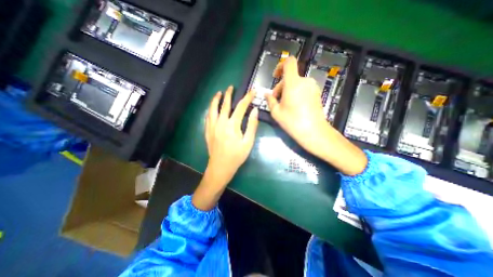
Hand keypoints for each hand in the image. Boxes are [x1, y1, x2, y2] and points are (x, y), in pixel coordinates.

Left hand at [191, 86, 258, 210]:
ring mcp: (212, 126)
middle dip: (229, 95)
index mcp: (232, 125)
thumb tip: (255, 111)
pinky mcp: (207, 131)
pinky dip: (210, 109)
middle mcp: (221, 122)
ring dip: (216, 99)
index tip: (252, 91)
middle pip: (224, 105)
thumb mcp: (248, 142)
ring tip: (219, 93)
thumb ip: (252, 125)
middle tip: (231, 87)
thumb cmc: (236, 156)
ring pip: (213, 109)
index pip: (241, 107)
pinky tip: (212, 108)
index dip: (247, 98)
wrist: (220, 167)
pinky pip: (208, 116)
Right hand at [266, 57, 365, 176]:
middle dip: (281, 87)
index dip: (280, 66)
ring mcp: (313, 87)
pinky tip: (294, 107)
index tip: (275, 76)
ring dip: (288, 91)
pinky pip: (303, 89)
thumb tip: (266, 94)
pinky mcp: (317, 94)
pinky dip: (296, 94)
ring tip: (285, 106)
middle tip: (276, 101)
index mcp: (293, 83)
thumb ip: (270, 100)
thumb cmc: (293, 122)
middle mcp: (304, 81)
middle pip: (290, 77)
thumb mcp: (276, 112)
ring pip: (296, 84)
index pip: (289, 62)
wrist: (314, 132)